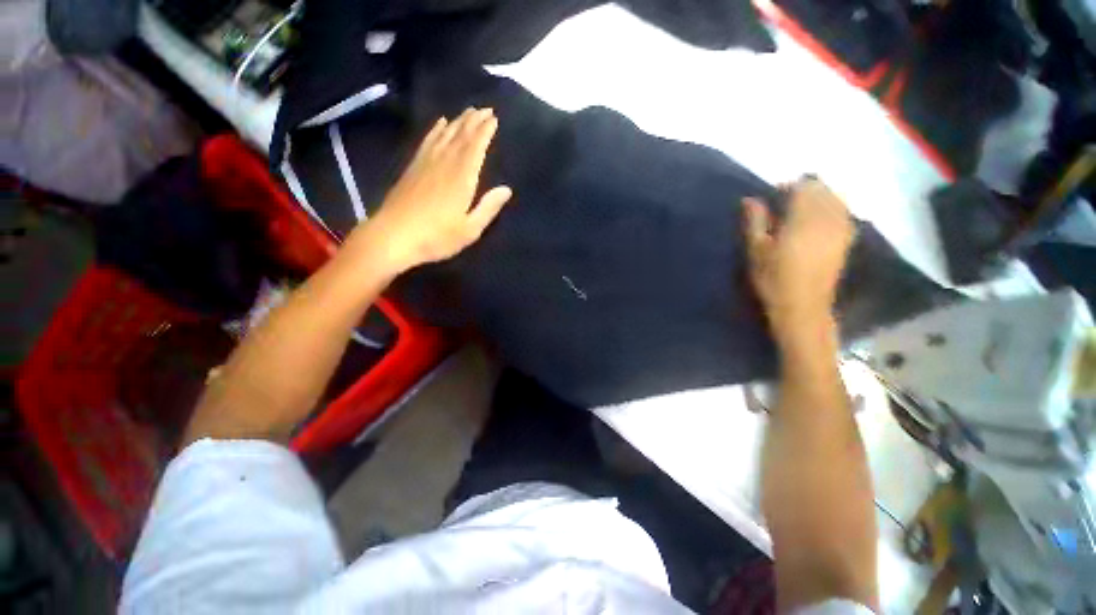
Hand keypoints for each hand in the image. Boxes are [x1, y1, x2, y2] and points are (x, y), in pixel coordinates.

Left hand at [351, 108, 512, 274]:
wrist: (393, 236)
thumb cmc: (436, 237)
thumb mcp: (470, 229)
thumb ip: (488, 208)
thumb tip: (507, 189)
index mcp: (462, 178)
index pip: (476, 147)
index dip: (485, 132)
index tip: (494, 118)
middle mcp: (445, 164)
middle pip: (461, 136)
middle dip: (474, 121)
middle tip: (485, 109)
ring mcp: (426, 163)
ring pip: (445, 135)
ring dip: (458, 122)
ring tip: (468, 111)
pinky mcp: (413, 167)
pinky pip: (427, 142)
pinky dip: (436, 130)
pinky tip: (440, 124)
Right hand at [743, 178, 853, 338]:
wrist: (803, 307)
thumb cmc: (772, 279)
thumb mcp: (756, 251)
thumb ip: (755, 222)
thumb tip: (751, 199)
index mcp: (802, 220)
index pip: (802, 187)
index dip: (788, 186)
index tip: (774, 195)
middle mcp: (826, 219)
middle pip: (822, 189)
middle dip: (805, 190)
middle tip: (786, 203)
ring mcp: (841, 229)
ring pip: (835, 199)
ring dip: (820, 198)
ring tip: (802, 210)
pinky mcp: (847, 240)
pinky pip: (844, 213)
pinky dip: (832, 209)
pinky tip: (819, 220)